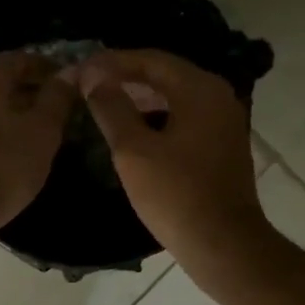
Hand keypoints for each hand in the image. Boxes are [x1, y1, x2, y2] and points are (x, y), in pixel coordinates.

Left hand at [0, 51, 77, 239]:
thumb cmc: (1, 166)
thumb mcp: (42, 132)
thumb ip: (57, 98)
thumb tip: (70, 73)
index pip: (23, 59)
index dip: (50, 71)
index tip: (73, 87)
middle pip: (1, 79)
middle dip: (30, 91)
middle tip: (58, 112)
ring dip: (11, 111)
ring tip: (37, 132)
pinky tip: (8, 149)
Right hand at [77, 49, 272, 278]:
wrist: (223, 244)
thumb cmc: (176, 195)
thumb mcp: (133, 151)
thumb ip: (112, 107)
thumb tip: (94, 77)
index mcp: (200, 89)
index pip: (150, 59)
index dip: (112, 61)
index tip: (81, 69)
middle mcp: (218, 96)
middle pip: (165, 74)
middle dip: (126, 76)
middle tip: (89, 83)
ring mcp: (224, 122)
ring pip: (176, 97)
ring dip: (141, 97)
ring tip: (105, 103)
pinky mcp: (222, 146)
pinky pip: (185, 118)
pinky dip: (158, 117)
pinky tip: (133, 131)